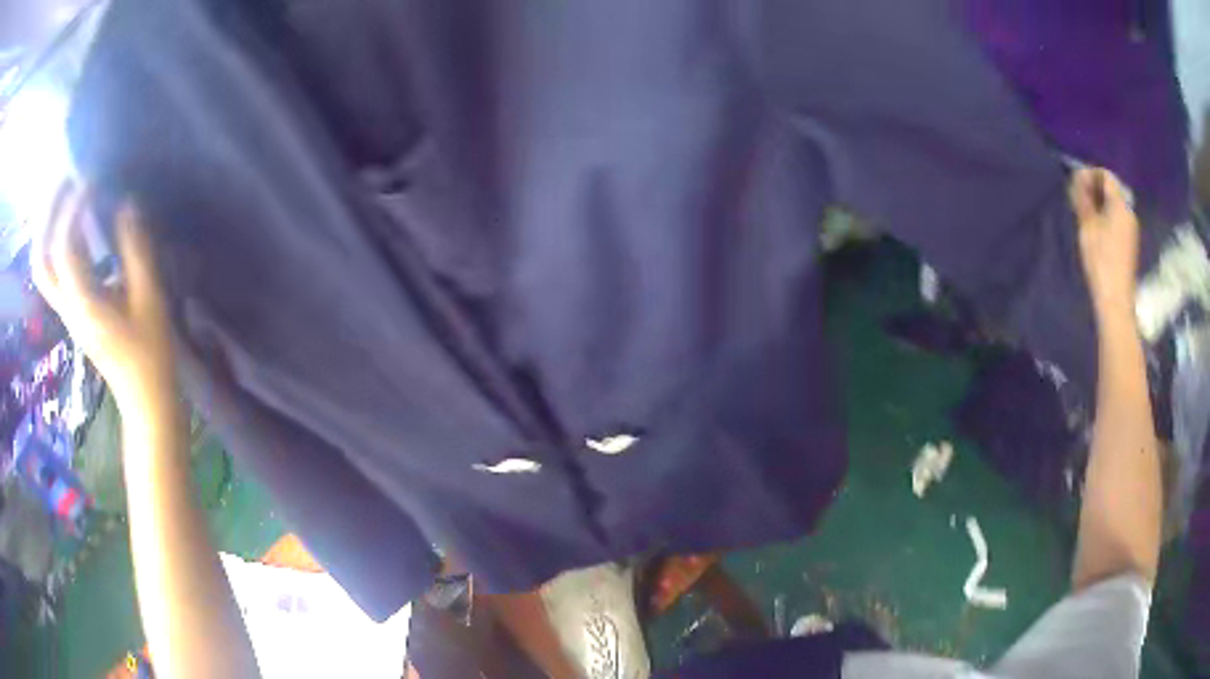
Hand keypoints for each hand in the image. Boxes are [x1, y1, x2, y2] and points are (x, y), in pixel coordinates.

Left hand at [32, 183, 176, 414]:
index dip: (73, 208)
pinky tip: (68, 220)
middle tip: (65, 176)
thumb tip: (126, 204)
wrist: (145, 400)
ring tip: (62, 191)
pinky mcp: (72, 311)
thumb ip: (137, 251)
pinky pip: (51, 271)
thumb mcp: (150, 301)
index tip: (92, 179)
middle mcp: (67, 307)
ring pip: (42, 267)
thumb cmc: (151, 355)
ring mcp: (67, 311)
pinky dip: (53, 240)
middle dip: (48, 214)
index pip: (64, 249)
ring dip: (46, 227)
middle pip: (41, 260)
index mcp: (84, 305)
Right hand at [1069, 168, 1139, 321]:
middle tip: (1077, 199)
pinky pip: (1117, 221)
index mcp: (1121, 205)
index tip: (1075, 183)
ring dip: (1099, 205)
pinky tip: (1095, 231)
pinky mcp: (1130, 245)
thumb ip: (1083, 199)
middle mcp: (1129, 213)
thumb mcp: (1087, 226)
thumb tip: (1078, 179)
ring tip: (1084, 215)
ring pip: (1114, 207)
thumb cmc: (1101, 261)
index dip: (1090, 174)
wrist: (1116, 302)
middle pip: (1112, 191)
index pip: (1106, 176)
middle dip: (1094, 190)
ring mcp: (1131, 231)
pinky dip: (1105, 219)